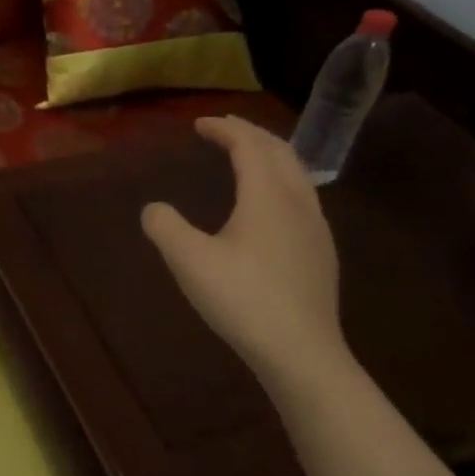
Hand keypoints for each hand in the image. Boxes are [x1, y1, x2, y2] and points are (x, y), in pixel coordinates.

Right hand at [140, 116, 348, 381]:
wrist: (301, 352)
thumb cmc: (242, 299)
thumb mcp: (188, 260)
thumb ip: (165, 227)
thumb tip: (154, 209)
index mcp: (267, 197)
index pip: (249, 147)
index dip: (225, 130)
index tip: (200, 124)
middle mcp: (298, 203)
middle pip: (280, 152)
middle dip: (251, 134)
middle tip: (225, 128)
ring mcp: (316, 228)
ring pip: (298, 174)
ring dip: (271, 155)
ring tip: (249, 155)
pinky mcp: (321, 252)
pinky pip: (303, 196)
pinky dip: (281, 179)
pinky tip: (271, 203)